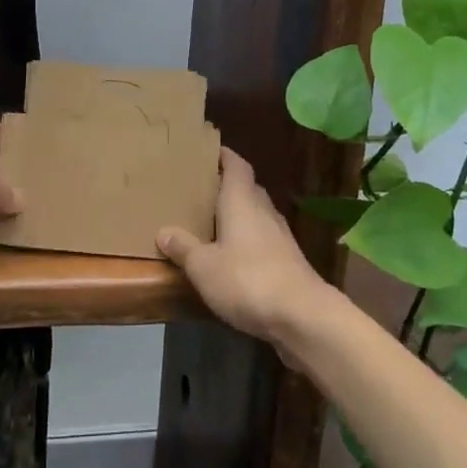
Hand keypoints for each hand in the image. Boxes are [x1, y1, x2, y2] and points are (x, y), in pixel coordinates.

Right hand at [157, 148, 328, 348]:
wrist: (303, 316)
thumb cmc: (247, 279)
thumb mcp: (204, 266)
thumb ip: (183, 248)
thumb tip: (163, 232)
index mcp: (242, 201)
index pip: (236, 165)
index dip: (224, 156)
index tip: (207, 150)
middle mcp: (264, 211)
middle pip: (247, 188)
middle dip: (227, 186)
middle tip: (202, 189)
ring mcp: (280, 237)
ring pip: (257, 214)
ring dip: (239, 215)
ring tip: (213, 222)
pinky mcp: (289, 262)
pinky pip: (264, 239)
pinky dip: (248, 240)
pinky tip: (234, 256)